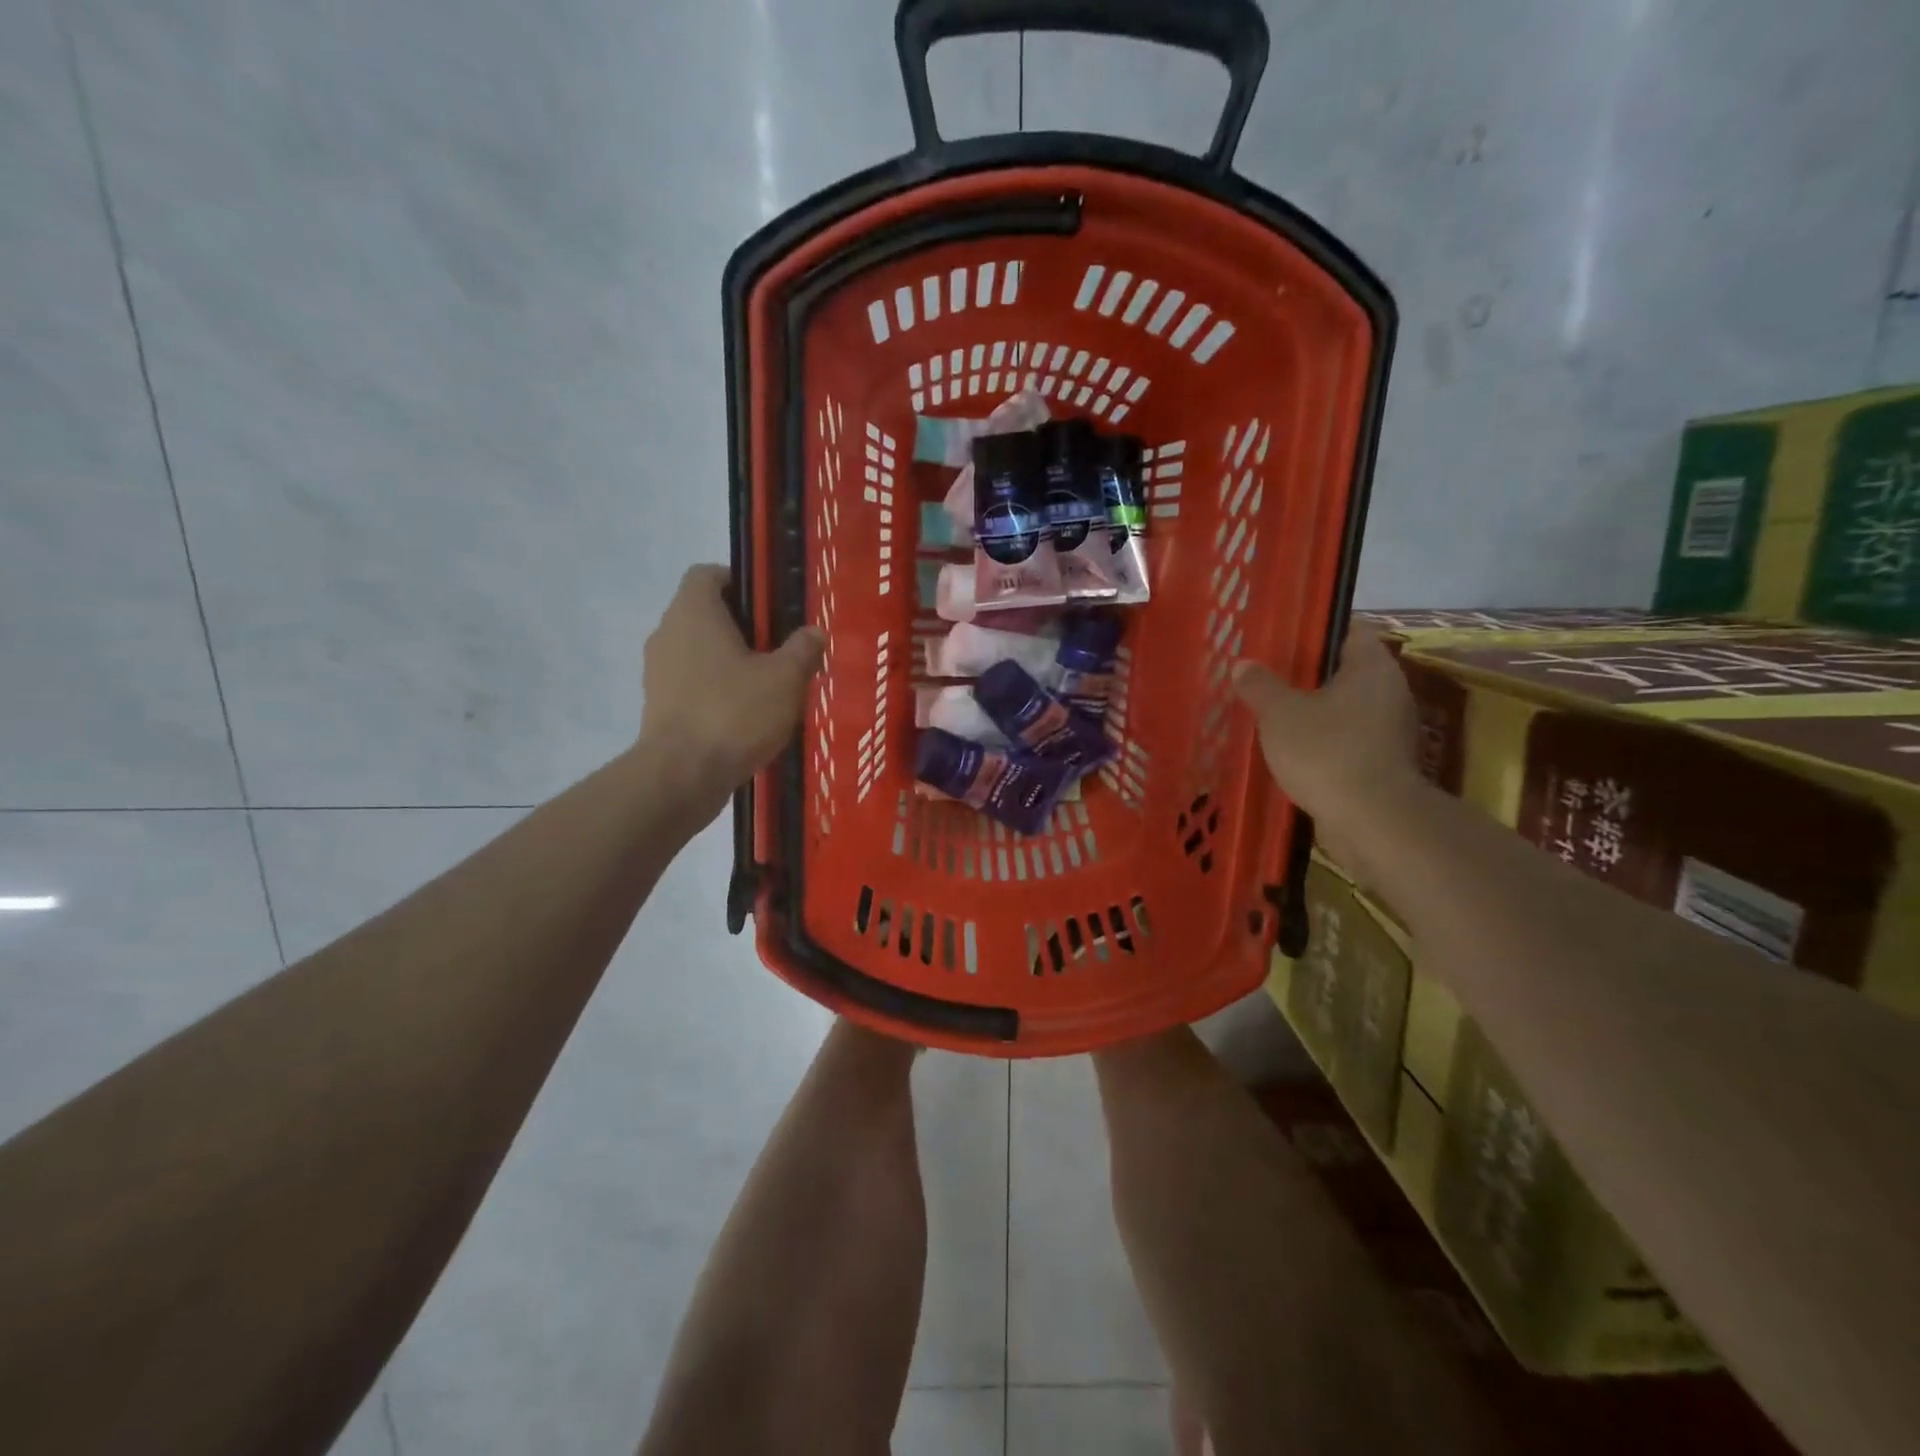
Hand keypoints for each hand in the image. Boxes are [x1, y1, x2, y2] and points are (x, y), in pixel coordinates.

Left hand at [638, 565, 824, 810]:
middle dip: (743, 627)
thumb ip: (802, 649)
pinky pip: (692, 684)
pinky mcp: (658, 706)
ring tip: (769, 687)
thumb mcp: (785, 679)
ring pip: (699, 652)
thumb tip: (814, 632)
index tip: (770, 606)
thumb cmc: (734, 712)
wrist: (682, 776)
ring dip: (730, 662)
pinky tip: (747, 716)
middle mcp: (668, 633)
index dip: (739, 581)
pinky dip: (716, 691)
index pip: (708, 573)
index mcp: (694, 612)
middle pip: (705, 614)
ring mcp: (658, 672)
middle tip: (781, 649)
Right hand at [1232, 623, 1426, 880]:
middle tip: (1267, 673)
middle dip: (1308, 673)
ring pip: (1344, 707)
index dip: (1315, 627)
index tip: (1283, 634)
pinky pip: (1346, 739)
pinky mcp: (1382, 762)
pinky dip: (1322, 740)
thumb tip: (1244, 665)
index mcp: (1372, 667)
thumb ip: (1260, 686)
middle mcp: (1389, 691)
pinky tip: (1291, 749)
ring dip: (1313, 709)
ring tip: (1272, 712)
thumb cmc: (1327, 752)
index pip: (1348, 628)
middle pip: (1345, 669)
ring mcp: (1390, 729)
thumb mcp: (1280, 714)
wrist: (1372, 820)